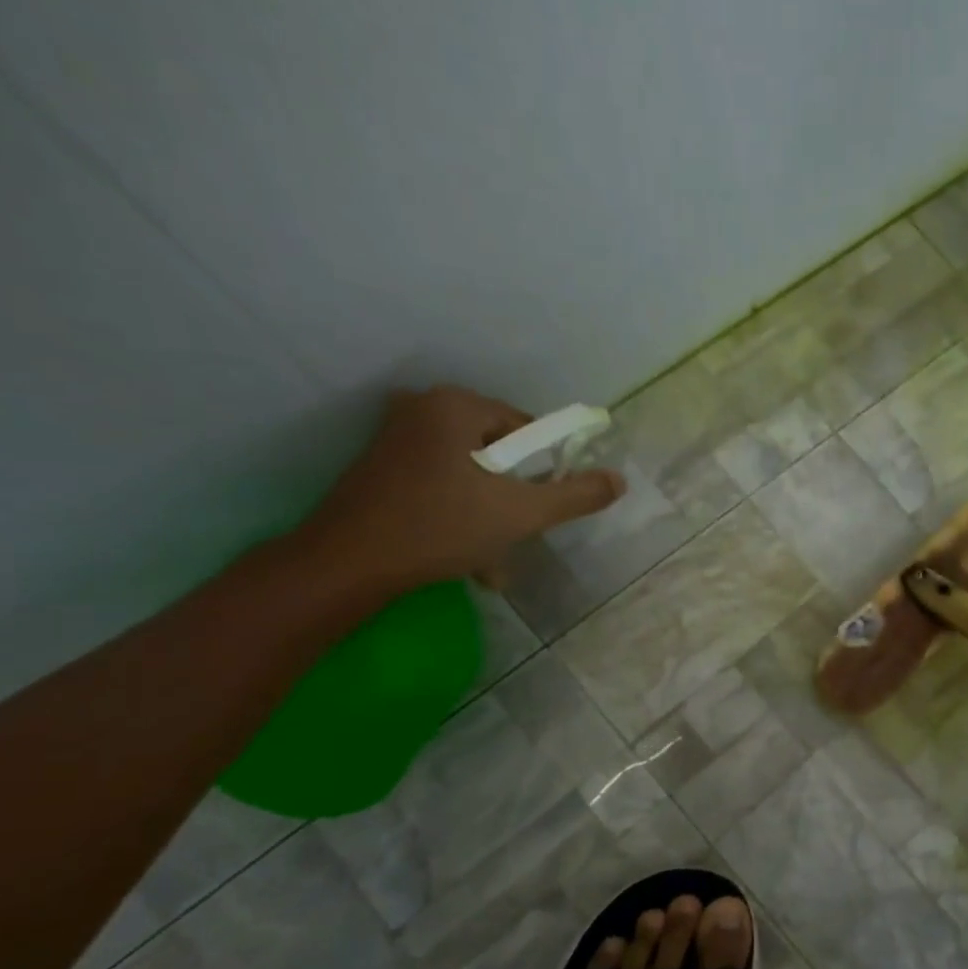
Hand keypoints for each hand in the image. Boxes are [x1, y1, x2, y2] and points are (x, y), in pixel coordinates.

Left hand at [295, 386, 625, 594]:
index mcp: (456, 405)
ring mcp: (396, 436)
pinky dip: (459, 514)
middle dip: (513, 499)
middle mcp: (423, 408)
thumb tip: (619, 480)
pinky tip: (465, 556)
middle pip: (498, 452)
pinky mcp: (381, 466)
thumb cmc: (440, 527)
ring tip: (492, 560)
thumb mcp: (521, 513)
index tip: (541, 507)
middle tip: (517, 536)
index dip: (545, 469)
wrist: (348, 563)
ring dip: (490, 514)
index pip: (526, 428)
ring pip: (470, 474)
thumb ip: (575, 495)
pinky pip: (441, 484)